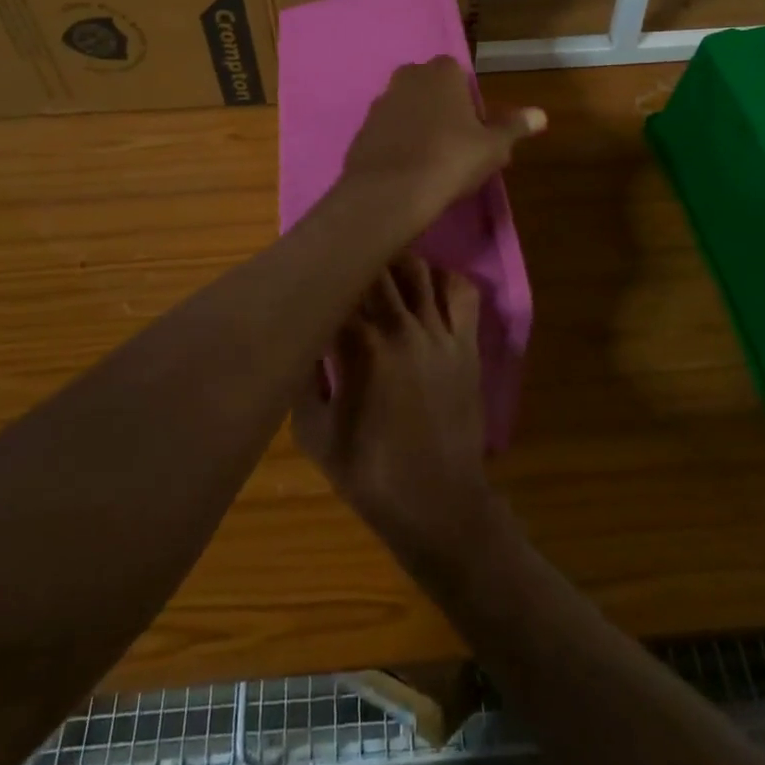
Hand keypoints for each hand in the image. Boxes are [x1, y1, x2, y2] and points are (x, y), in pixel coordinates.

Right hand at [291, 256, 497, 566]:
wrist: (436, 503)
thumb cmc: (369, 472)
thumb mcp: (313, 434)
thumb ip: (300, 379)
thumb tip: (297, 339)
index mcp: (358, 347)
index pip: (336, 288)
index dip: (321, 276)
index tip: (310, 273)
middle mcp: (399, 327)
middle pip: (376, 267)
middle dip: (356, 261)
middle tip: (344, 264)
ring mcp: (439, 332)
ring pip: (417, 269)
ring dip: (396, 263)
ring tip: (381, 270)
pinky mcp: (467, 343)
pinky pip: (462, 292)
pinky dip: (445, 279)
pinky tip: (428, 288)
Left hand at [340, 58, 544, 232]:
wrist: (390, 191)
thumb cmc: (451, 159)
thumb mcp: (493, 147)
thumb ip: (514, 127)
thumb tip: (541, 115)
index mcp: (441, 72)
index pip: (459, 74)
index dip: (469, 101)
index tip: (476, 130)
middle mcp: (407, 77)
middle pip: (431, 89)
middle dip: (442, 109)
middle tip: (456, 145)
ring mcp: (380, 102)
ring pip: (407, 109)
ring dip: (418, 126)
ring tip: (432, 161)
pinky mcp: (362, 128)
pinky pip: (388, 131)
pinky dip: (398, 143)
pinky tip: (408, 170)